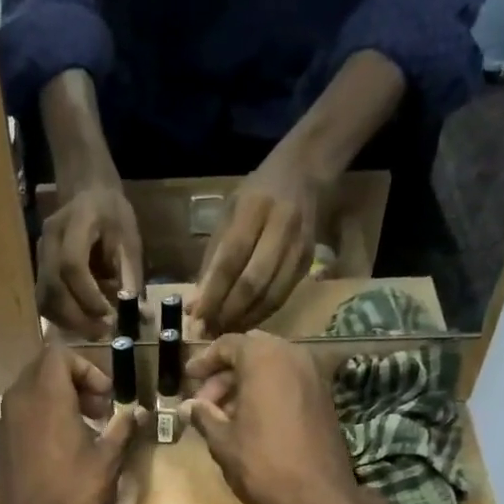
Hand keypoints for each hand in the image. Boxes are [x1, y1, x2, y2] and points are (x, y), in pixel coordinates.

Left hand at [0, 345, 141, 503]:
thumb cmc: (73, 497)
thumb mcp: (107, 462)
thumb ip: (123, 429)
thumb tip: (139, 413)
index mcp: (44, 397)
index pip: (60, 354)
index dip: (87, 368)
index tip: (107, 398)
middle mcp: (18, 402)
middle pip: (43, 369)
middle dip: (74, 381)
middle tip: (100, 410)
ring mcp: (4, 424)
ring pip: (31, 391)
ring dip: (59, 399)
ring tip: (85, 429)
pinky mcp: (0, 446)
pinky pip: (22, 415)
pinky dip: (43, 417)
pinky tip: (63, 448)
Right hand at [35, 181, 143, 338]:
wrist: (87, 193)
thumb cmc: (112, 215)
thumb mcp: (129, 237)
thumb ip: (131, 275)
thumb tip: (141, 315)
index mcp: (76, 221)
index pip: (72, 264)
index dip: (88, 295)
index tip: (108, 314)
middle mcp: (50, 238)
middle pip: (53, 287)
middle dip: (77, 317)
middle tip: (101, 333)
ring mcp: (40, 255)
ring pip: (45, 299)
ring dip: (67, 322)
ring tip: (92, 331)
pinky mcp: (38, 270)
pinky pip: (45, 301)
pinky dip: (62, 318)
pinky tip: (80, 322)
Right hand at [184, 332, 355, 503]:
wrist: (318, 496)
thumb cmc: (262, 464)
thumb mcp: (223, 441)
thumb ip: (203, 416)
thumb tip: (187, 406)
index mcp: (263, 359)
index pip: (228, 344)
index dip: (204, 361)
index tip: (188, 378)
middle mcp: (292, 356)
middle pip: (251, 351)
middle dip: (225, 373)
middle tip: (204, 401)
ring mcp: (312, 375)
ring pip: (271, 366)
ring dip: (245, 384)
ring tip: (223, 415)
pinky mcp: (323, 396)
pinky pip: (288, 381)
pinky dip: (266, 391)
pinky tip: (250, 421)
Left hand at [191, 149, 319, 333]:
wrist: (306, 171)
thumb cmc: (257, 194)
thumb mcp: (229, 213)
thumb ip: (212, 258)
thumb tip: (195, 304)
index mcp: (254, 208)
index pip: (230, 259)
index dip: (213, 293)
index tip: (196, 318)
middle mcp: (281, 226)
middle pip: (252, 282)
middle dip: (228, 312)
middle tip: (209, 331)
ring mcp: (299, 246)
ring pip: (270, 296)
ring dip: (244, 319)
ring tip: (223, 332)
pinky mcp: (308, 262)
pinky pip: (282, 297)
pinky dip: (261, 314)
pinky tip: (244, 322)